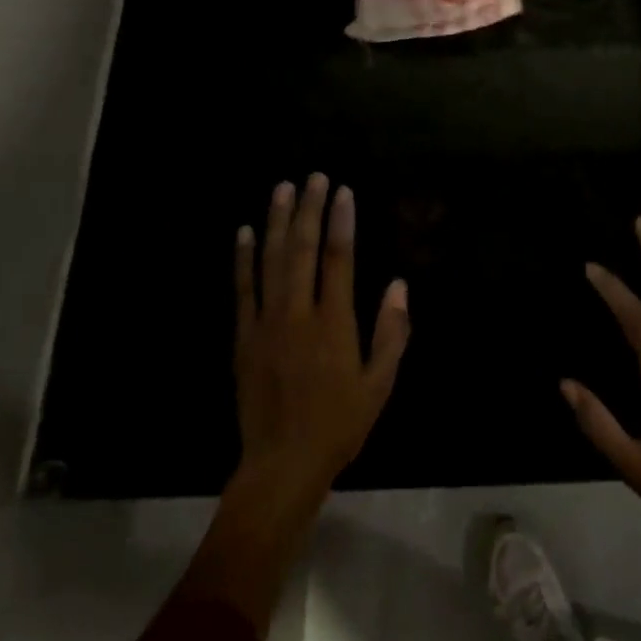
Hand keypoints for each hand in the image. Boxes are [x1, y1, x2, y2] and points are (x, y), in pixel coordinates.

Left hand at [232, 174, 409, 504]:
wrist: (282, 464)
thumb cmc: (340, 424)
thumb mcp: (380, 383)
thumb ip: (391, 332)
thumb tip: (398, 284)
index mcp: (334, 323)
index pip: (338, 259)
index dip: (341, 222)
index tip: (343, 192)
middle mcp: (298, 314)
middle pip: (303, 250)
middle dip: (309, 210)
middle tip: (314, 177)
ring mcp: (266, 323)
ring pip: (271, 261)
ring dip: (278, 222)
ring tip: (283, 189)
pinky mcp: (243, 337)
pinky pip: (242, 289)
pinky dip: (243, 258)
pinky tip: (246, 232)